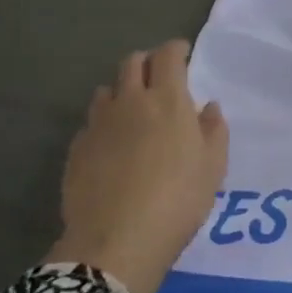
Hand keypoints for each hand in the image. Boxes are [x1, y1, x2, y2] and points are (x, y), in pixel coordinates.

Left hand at [48, 41, 228, 292]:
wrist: (116, 243)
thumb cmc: (178, 201)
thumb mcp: (213, 168)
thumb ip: (214, 130)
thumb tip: (208, 107)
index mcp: (168, 100)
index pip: (168, 56)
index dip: (176, 49)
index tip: (183, 53)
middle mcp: (130, 102)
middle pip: (132, 63)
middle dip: (147, 62)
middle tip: (159, 77)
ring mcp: (99, 124)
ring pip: (107, 90)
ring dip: (122, 91)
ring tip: (132, 110)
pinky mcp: (77, 149)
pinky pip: (91, 122)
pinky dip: (104, 122)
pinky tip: (112, 145)